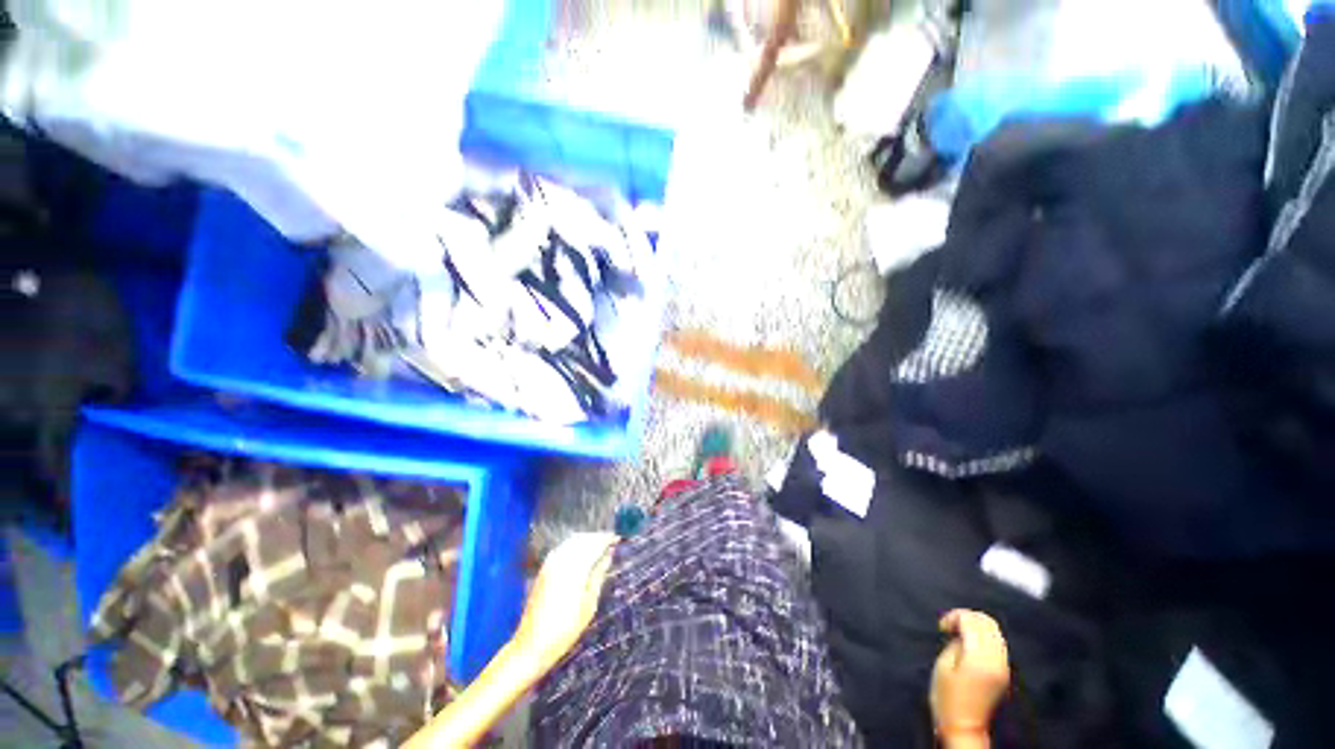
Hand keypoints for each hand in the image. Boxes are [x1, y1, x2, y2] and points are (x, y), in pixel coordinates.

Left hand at [510, 533, 618, 673]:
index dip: (607, 539)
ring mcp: (550, 562)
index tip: (619, 539)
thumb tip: (609, 553)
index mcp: (575, 568)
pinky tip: (583, 554)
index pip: (594, 543)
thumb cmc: (566, 629)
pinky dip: (576, 545)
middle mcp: (561, 559)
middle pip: (584, 538)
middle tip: (611, 543)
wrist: (532, 645)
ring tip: (599, 548)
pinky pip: (564, 547)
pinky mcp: (544, 568)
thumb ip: (599, 574)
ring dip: (587, 540)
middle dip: (598, 537)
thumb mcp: (589, 603)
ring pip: (573, 540)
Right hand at [930, 609, 1009, 739]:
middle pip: (988, 623)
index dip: (955, 616)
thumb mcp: (944, 665)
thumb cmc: (947, 697)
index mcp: (979, 658)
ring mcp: (1003, 666)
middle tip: (951, 625)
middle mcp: (996, 660)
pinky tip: (970, 642)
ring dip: (976, 625)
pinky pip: (997, 643)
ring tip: (959, 632)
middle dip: (967, 617)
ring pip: (995, 631)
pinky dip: (984, 635)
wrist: (964, 726)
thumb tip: (960, 631)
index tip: (943, 625)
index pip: (972, 621)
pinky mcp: (1004, 671)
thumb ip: (955, 643)